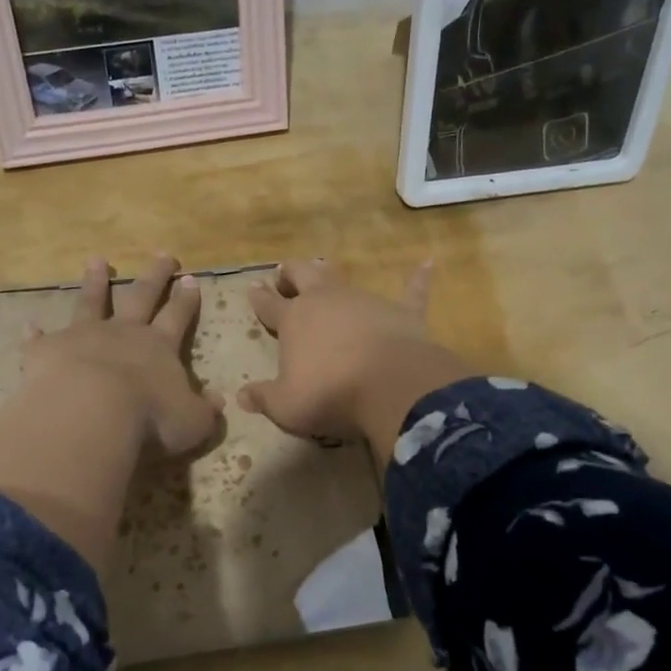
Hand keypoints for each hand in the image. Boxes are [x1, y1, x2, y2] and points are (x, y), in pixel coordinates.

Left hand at [23, 254, 220, 456]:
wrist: (90, 412)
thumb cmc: (149, 418)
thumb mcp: (191, 422)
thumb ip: (205, 410)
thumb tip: (219, 400)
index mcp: (159, 348)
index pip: (177, 317)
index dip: (186, 300)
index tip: (191, 279)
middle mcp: (123, 333)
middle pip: (141, 296)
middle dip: (154, 276)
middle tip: (163, 255)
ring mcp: (83, 336)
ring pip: (92, 302)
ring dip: (95, 282)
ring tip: (96, 260)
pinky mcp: (48, 350)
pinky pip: (41, 339)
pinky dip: (36, 333)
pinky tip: (30, 326)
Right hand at [237, 259, 474, 463]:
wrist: (390, 387)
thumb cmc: (330, 394)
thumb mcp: (286, 405)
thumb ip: (264, 398)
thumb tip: (241, 396)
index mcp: (294, 320)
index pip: (269, 305)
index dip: (259, 298)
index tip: (252, 288)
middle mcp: (326, 301)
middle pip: (303, 275)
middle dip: (291, 273)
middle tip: (284, 272)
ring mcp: (365, 301)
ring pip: (343, 279)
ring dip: (331, 274)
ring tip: (323, 267)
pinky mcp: (402, 312)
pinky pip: (411, 291)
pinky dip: (418, 278)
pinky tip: (429, 264)